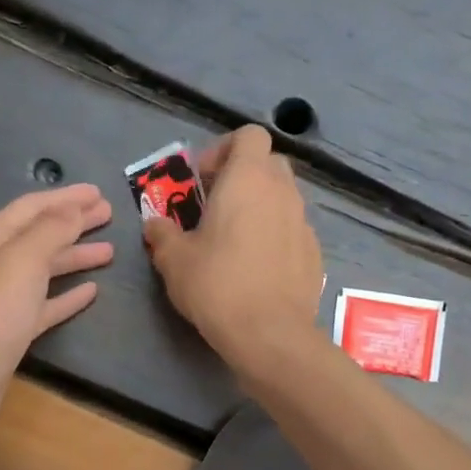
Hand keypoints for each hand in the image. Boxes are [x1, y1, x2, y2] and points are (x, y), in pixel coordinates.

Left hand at [0, 184, 113, 434]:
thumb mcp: (22, 261)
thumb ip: (50, 231)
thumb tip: (74, 208)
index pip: (32, 208)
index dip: (66, 198)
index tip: (99, 193)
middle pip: (39, 235)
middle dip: (73, 223)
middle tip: (108, 215)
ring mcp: (3, 298)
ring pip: (44, 269)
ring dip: (75, 256)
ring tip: (109, 251)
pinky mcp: (12, 329)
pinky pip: (45, 303)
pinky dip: (67, 295)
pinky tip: (91, 291)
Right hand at [144, 126, 324, 373]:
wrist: (270, 334)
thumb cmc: (217, 285)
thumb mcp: (174, 259)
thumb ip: (162, 233)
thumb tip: (155, 224)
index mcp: (248, 179)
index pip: (249, 135)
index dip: (224, 150)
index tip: (203, 180)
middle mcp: (282, 192)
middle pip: (268, 164)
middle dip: (242, 177)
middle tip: (215, 207)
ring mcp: (304, 223)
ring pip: (282, 198)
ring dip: (259, 207)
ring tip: (234, 241)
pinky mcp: (315, 254)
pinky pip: (292, 230)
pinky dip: (275, 236)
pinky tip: (257, 268)